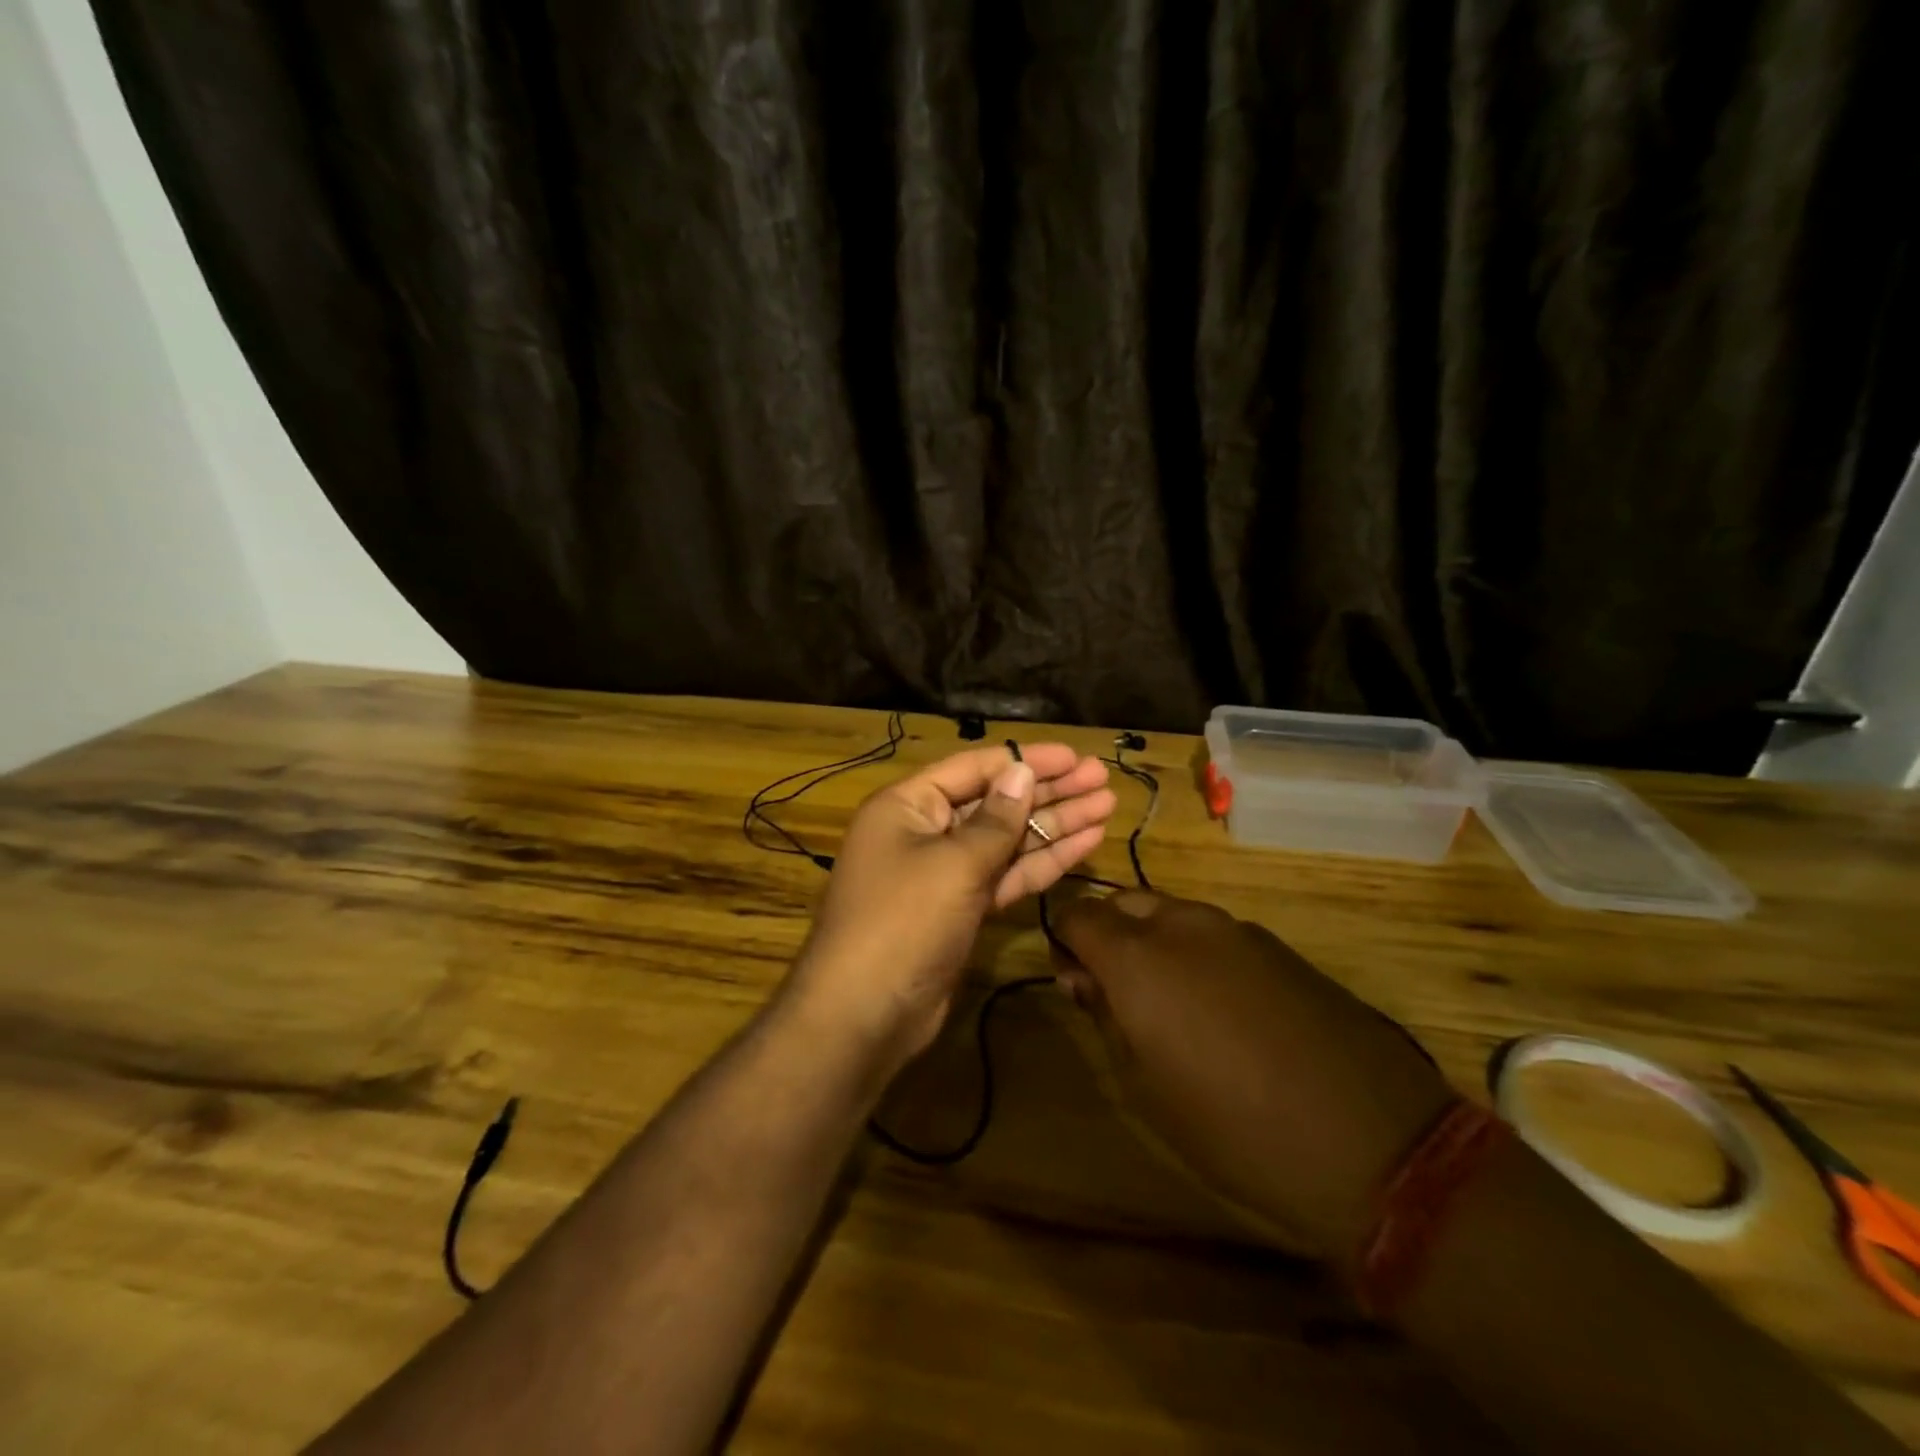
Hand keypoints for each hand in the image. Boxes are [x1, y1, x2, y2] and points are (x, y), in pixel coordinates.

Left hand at [782, 743, 1115, 1080]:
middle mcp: (925, 832)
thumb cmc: (903, 921)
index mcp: (908, 805)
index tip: (1074, 756)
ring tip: (1106, 806)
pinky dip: (1042, 862)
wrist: (866, 1014)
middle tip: (1101, 779)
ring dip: (1054, 825)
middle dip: (1049, 791)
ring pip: (1007, 840)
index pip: (974, 768)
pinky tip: (1084, 845)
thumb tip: (1021, 772)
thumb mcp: (953, 863)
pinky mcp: (962, 909)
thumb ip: (995, 819)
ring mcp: (945, 874)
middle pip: (995, 802)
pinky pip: (1006, 875)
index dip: (1026, 760)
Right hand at [1052, 892, 1454, 1265]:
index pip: (1077, 915)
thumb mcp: (1146, 1085)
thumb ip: (1106, 1017)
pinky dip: (1195, 950)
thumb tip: (1083, 979)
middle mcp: (1182, 925)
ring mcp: (1235, 929)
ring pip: (1170, 911)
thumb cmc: (1234, 1127)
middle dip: (1106, 932)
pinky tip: (1219, 1003)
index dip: (1063, 940)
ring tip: (1166, 998)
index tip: (1070, 978)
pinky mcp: (1276, 945)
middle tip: (1112, 988)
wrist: (1371, 1140)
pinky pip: (1214, 931)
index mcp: (1138, 957)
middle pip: (1123, 902)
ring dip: (1151, 938)